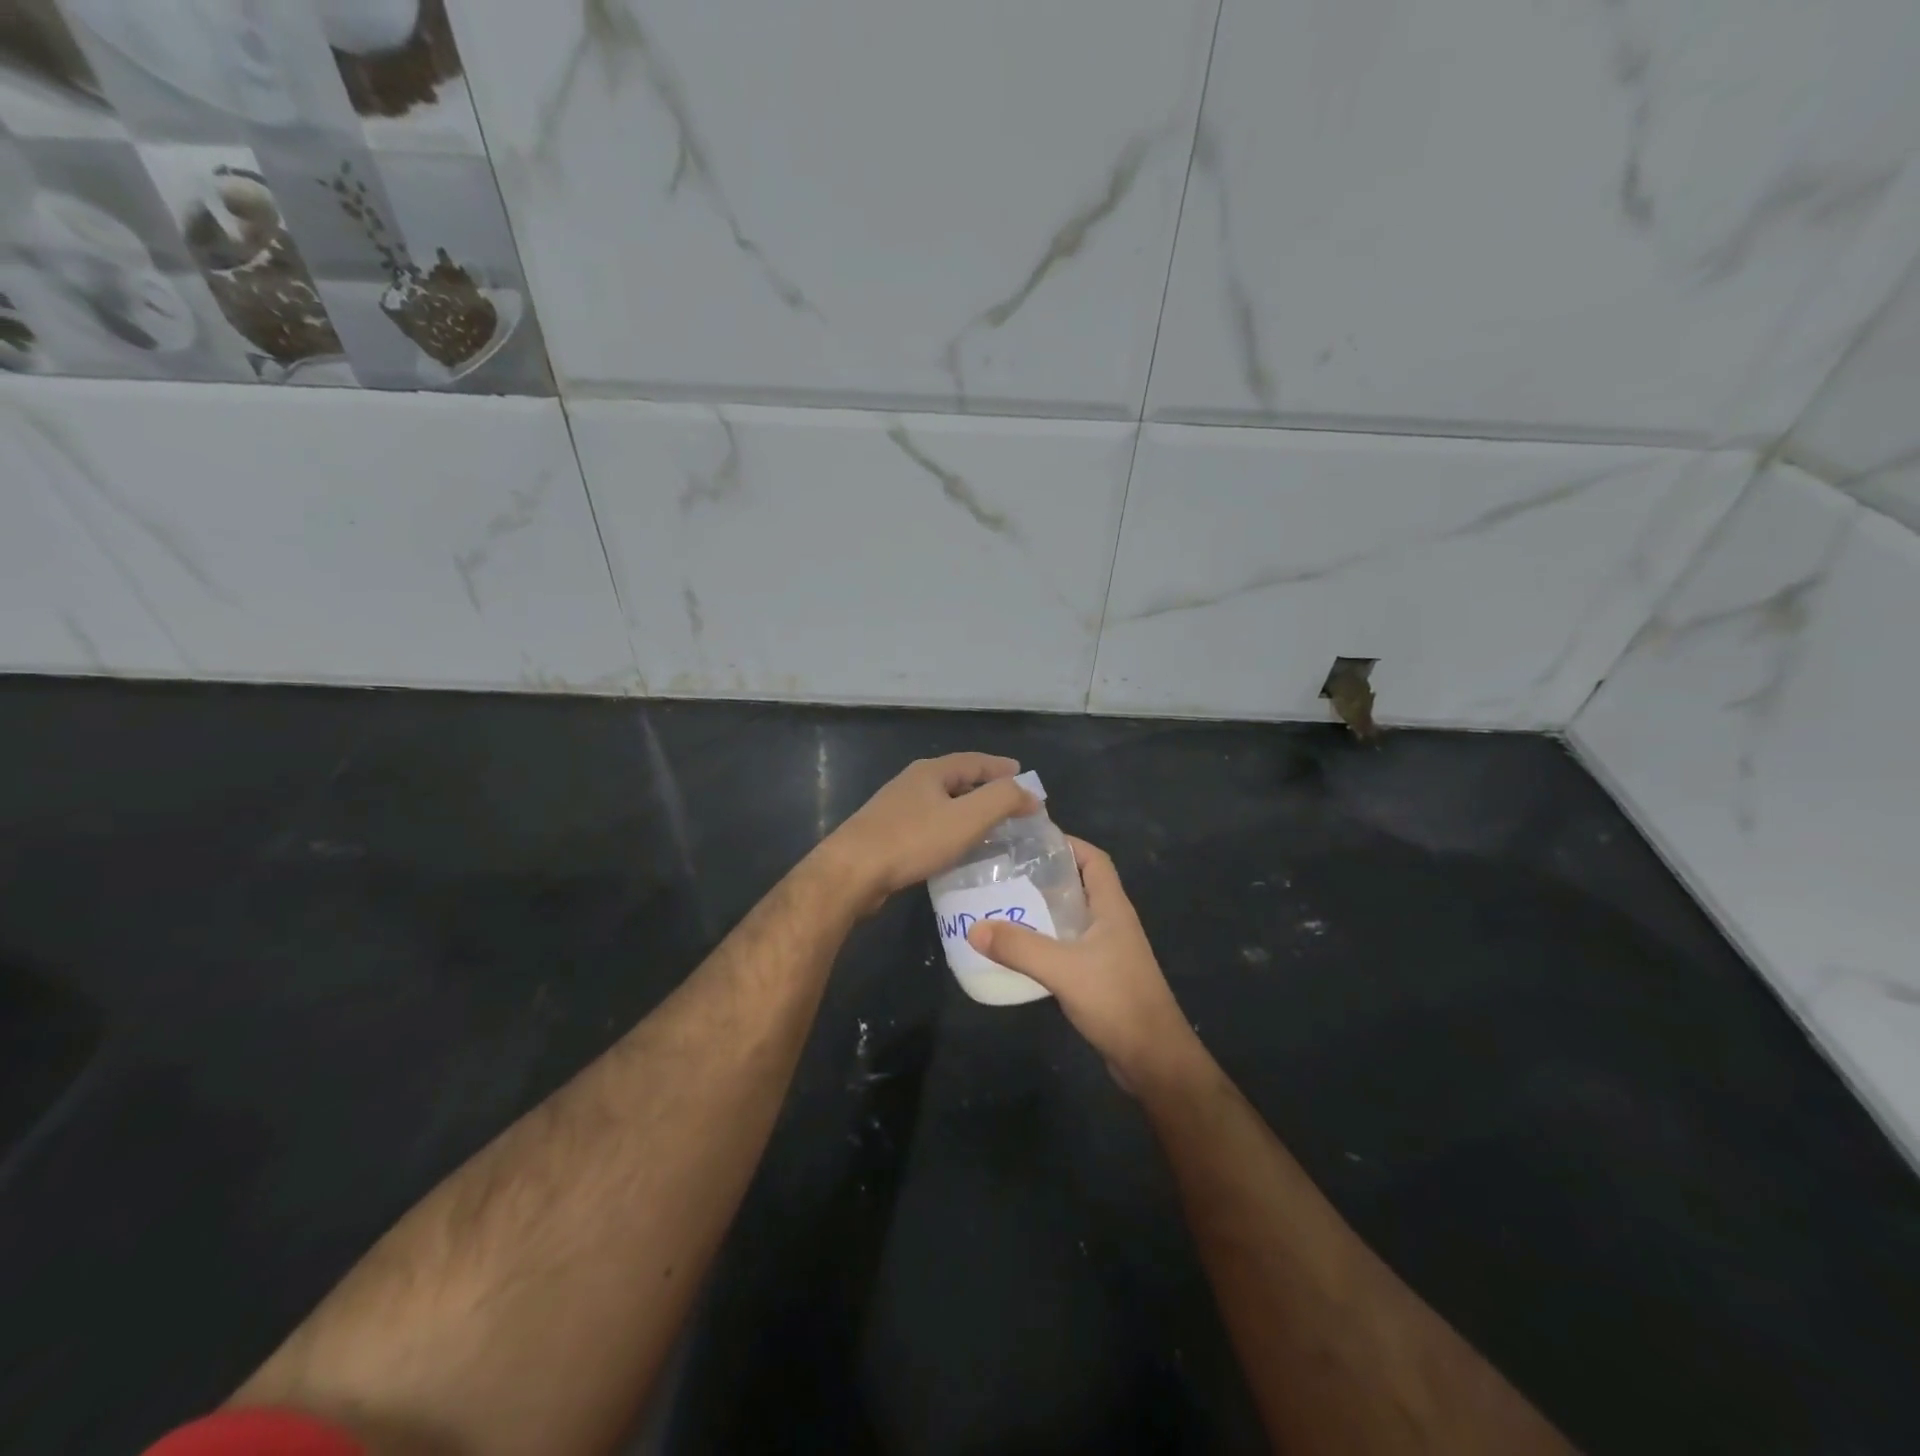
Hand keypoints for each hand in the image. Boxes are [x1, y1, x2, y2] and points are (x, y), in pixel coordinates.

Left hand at [821, 753, 1035, 914]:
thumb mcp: (967, 818)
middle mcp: (912, 783)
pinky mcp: (887, 834)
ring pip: (941, 803)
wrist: (852, 872)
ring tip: (988, 825)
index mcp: (931, 771)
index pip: (975, 761)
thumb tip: (1029, 793)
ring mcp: (896, 809)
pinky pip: (928, 825)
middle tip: (1010, 802)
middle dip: (985, 788)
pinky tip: (955, 847)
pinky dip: (949, 829)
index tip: (1023, 775)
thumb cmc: (913, 840)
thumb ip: (1002, 800)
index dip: (1001, 768)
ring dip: (966, 810)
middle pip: (957, 779)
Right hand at [966, 836, 1202, 1092]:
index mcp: (1112, 908)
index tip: (1030, 841)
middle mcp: (1112, 923)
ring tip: (1003, 906)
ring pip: (1072, 918)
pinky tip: (1018, 950)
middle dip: (1045, 876)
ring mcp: (1108, 951)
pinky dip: (1045, 942)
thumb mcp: (1063, 968)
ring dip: (1042, 911)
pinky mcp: (1100, 977)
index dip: (1067, 844)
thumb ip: (1019, 947)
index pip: (1094, 860)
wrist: (1153, 1059)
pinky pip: (1068, 947)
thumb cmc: (1116, 1000)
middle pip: (1079, 886)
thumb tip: (974, 927)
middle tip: (1004, 873)